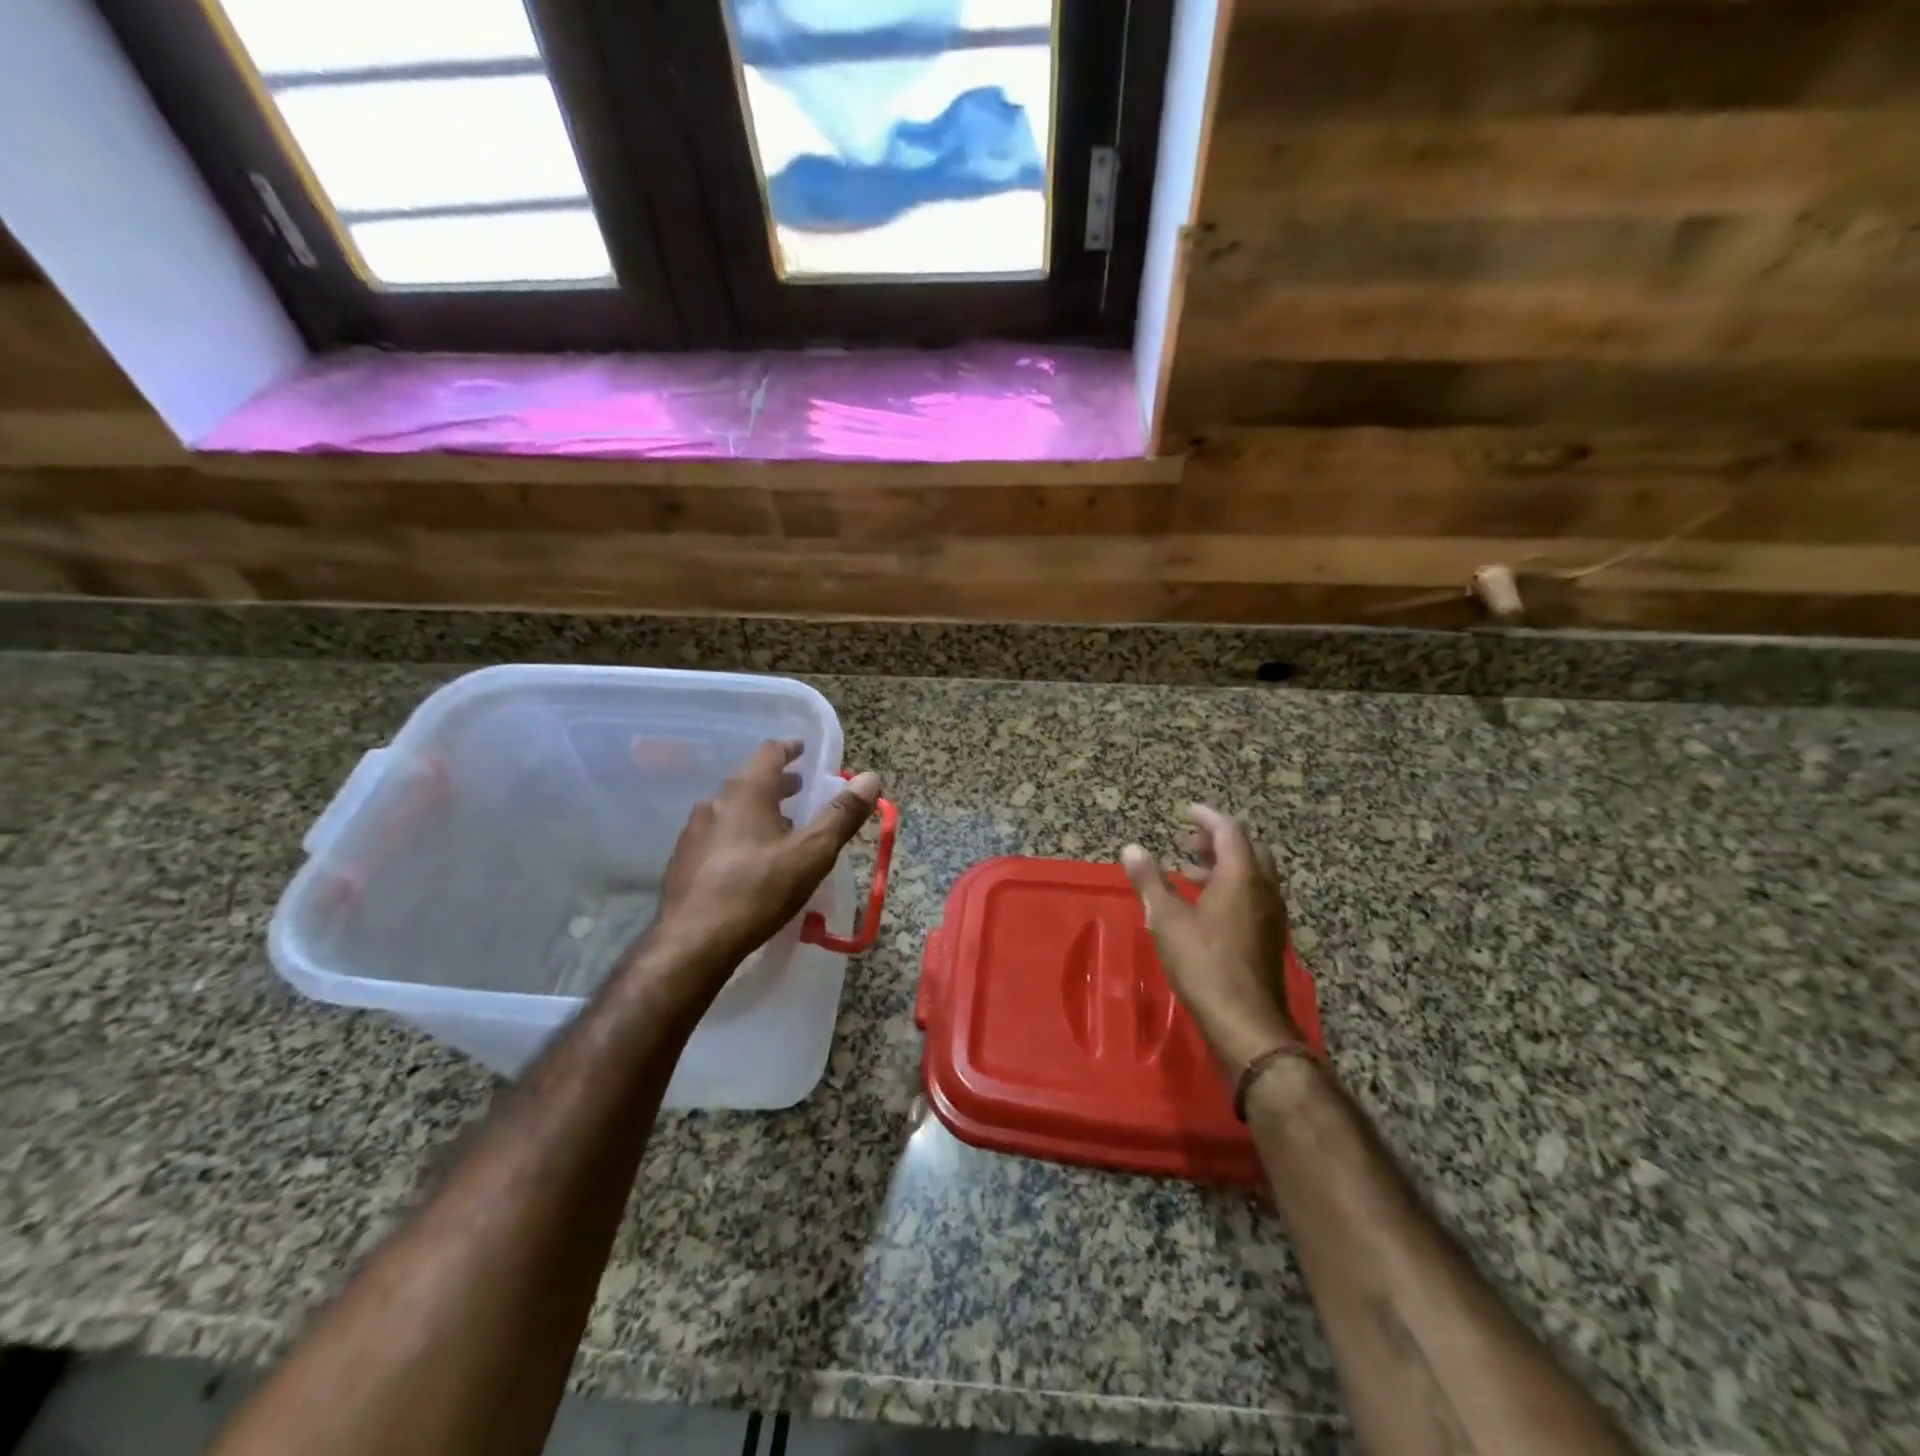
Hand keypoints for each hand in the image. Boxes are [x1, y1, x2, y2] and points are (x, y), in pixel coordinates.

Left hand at [629, 740, 880, 995]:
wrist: (693, 943)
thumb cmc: (758, 890)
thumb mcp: (812, 854)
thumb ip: (841, 815)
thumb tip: (870, 778)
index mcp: (747, 792)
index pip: (769, 753)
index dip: (790, 749)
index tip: (803, 750)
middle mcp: (715, 802)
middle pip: (750, 781)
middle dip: (778, 784)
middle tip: (801, 791)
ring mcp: (694, 831)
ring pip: (732, 809)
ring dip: (758, 811)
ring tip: (781, 829)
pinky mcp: (683, 860)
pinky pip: (718, 834)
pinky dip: (740, 834)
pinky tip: (751, 862)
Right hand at [1121, 805, 1304, 1072]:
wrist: (1246, 1022)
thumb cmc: (1203, 963)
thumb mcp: (1166, 919)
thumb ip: (1149, 881)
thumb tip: (1131, 849)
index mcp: (1241, 877)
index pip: (1229, 831)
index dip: (1207, 817)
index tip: (1186, 812)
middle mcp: (1264, 890)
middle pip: (1248, 849)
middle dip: (1218, 840)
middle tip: (1189, 841)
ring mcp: (1272, 915)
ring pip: (1253, 874)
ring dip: (1225, 865)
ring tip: (1189, 871)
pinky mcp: (1270, 937)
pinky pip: (1254, 896)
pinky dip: (1231, 887)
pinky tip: (1205, 907)